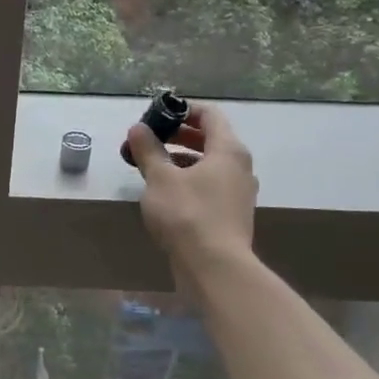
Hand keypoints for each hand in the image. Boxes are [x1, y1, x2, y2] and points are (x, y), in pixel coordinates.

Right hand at [127, 100, 258, 277]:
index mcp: (228, 150)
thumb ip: (148, 150)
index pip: (209, 115)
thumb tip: (138, 128)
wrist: (215, 267)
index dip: (182, 110)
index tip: (157, 115)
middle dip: (178, 135)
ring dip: (180, 159)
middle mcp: (240, 167)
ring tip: (151, 166)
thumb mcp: (159, 178)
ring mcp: (238, 193)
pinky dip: (188, 180)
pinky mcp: (231, 214)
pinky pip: (209, 186)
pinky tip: (165, 193)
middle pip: (210, 139)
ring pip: (208, 165)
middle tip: (148, 140)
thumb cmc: (187, 214)